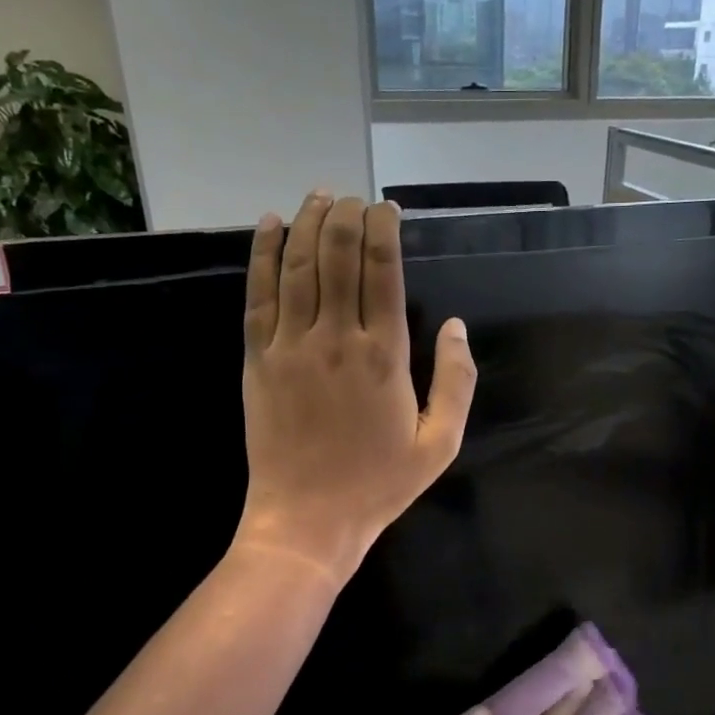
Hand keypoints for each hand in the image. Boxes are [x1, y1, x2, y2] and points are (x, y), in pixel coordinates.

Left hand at [236, 192, 475, 581]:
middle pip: (339, 257)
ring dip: (309, 223)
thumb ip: (456, 382)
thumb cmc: (378, 485)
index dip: (384, 230)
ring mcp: (291, 346)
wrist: (307, 519)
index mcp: (385, 356)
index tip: (388, 209)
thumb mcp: (439, 444)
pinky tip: (270, 225)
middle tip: (355, 198)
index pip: (383, 271)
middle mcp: (336, 338)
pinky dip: (263, 255)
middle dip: (348, 216)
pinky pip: (258, 295)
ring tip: (319, 195)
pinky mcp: (258, 359)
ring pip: (299, 266)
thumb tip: (456, 326)